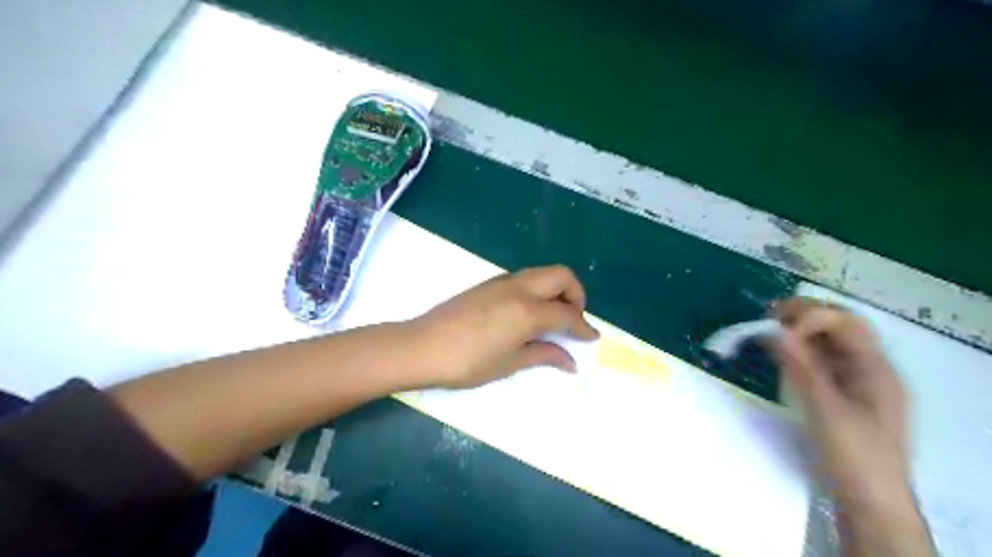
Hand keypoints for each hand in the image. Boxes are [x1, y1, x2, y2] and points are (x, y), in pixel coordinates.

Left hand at [402, 266, 596, 389]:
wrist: (422, 346)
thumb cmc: (467, 362)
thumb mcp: (509, 363)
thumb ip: (543, 355)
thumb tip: (571, 361)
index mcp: (528, 310)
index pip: (567, 313)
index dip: (584, 327)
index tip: (592, 338)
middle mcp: (519, 288)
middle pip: (561, 276)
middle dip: (576, 295)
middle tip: (573, 320)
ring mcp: (502, 281)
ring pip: (542, 273)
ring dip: (557, 289)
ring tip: (553, 317)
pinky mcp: (488, 282)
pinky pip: (525, 278)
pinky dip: (538, 289)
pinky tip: (529, 313)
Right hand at [775, 300, 913, 522]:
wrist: (868, 501)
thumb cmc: (853, 455)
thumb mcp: (826, 411)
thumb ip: (803, 368)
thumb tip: (777, 331)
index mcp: (876, 369)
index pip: (847, 323)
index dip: (812, 316)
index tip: (776, 326)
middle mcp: (868, 367)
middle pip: (840, 326)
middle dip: (805, 315)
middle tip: (769, 316)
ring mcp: (855, 380)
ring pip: (828, 342)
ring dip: (799, 330)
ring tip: (768, 330)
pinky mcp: (840, 392)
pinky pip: (819, 360)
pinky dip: (798, 350)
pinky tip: (778, 352)